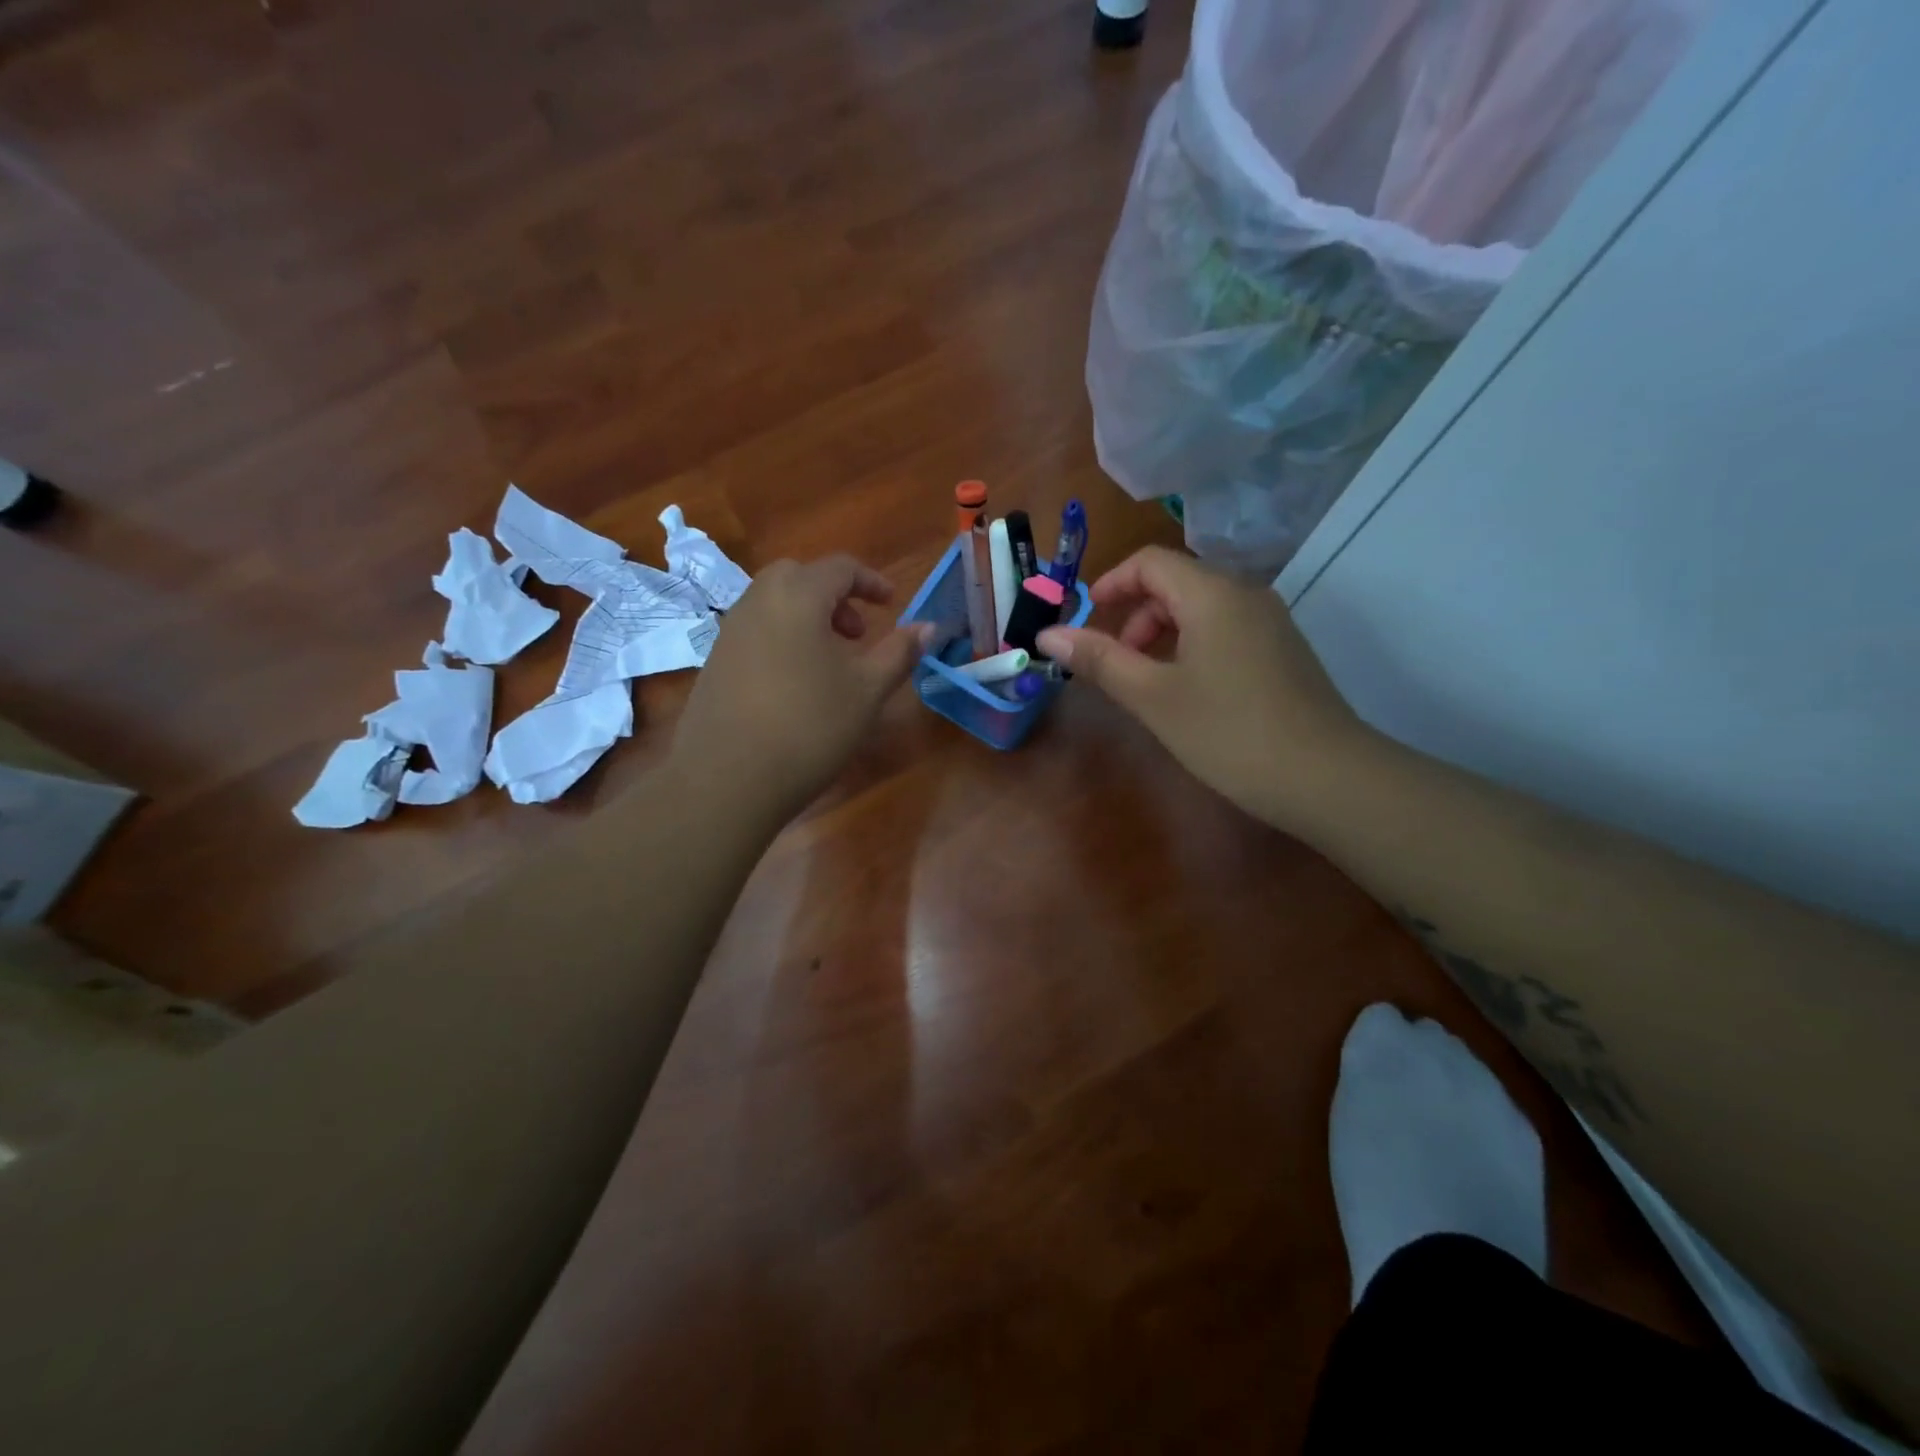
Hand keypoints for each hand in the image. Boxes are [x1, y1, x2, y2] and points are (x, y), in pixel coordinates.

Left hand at [673, 555, 931, 820]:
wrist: (728, 779)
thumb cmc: (810, 726)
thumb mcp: (867, 691)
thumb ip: (900, 652)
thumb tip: (929, 627)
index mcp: (798, 596)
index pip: (839, 568)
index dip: (871, 582)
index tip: (891, 605)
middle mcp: (757, 601)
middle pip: (800, 577)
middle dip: (835, 596)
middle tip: (857, 634)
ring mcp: (729, 631)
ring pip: (774, 603)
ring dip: (808, 617)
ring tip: (831, 662)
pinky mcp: (714, 661)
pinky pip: (756, 630)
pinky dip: (783, 637)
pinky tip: (796, 685)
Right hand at [1036, 546, 1376, 830]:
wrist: (1326, 777)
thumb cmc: (1228, 732)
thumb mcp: (1153, 696)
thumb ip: (1100, 660)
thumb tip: (1048, 634)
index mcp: (1212, 594)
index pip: (1150, 562)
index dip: (1110, 583)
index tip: (1085, 621)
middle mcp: (1245, 594)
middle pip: (1176, 582)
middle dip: (1135, 614)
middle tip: (1116, 663)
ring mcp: (1271, 622)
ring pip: (1202, 607)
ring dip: (1162, 633)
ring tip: (1147, 682)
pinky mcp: (1284, 650)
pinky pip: (1226, 629)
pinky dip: (1192, 645)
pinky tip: (1188, 692)